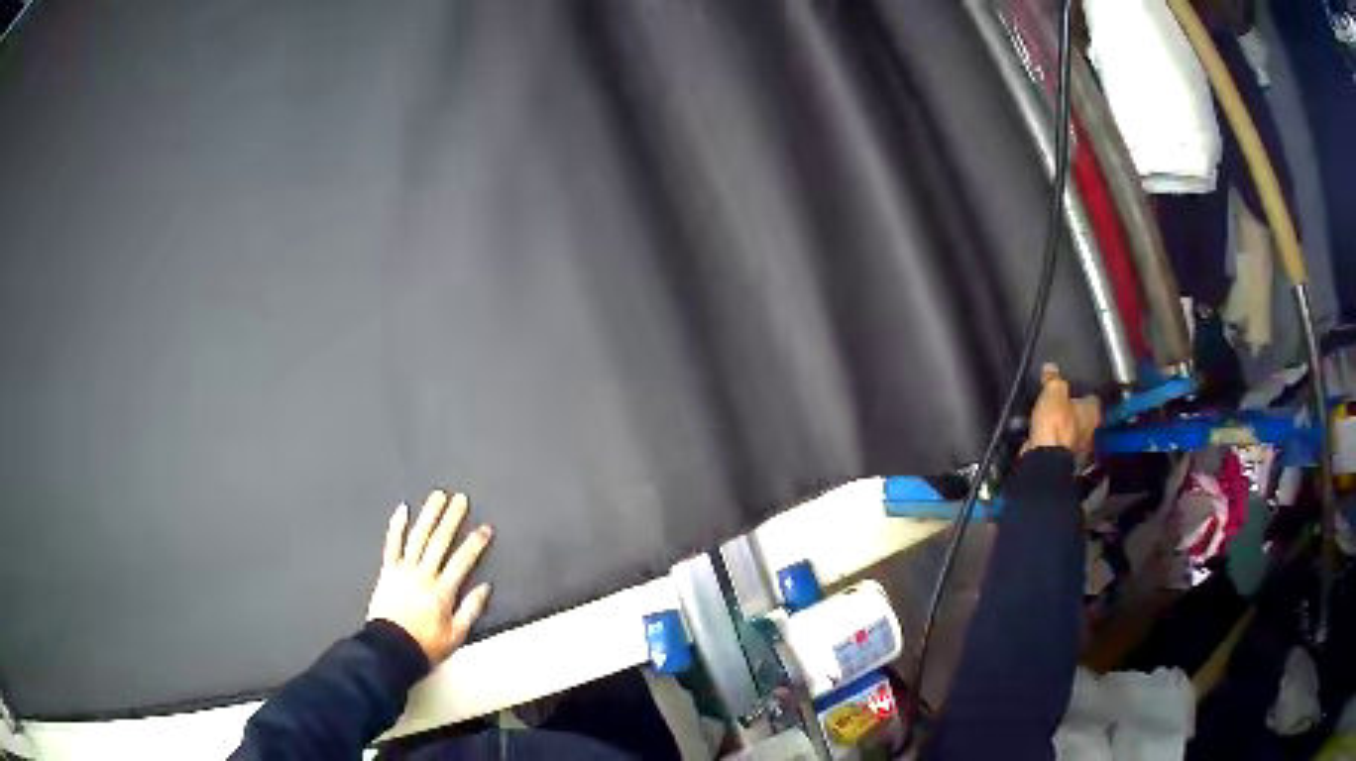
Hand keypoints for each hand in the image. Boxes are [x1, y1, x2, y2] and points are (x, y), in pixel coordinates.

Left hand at [367, 490, 493, 664]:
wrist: (390, 649)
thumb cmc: (425, 644)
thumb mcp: (456, 635)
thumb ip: (471, 609)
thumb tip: (485, 587)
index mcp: (442, 592)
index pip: (462, 561)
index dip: (475, 543)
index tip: (485, 528)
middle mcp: (423, 575)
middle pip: (439, 542)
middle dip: (452, 519)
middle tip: (460, 499)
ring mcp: (403, 570)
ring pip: (418, 537)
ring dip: (428, 515)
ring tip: (437, 496)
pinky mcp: (387, 571)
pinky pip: (392, 544)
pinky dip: (396, 526)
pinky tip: (402, 509)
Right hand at [1025, 363, 1100, 457]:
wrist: (1043, 456)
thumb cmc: (1056, 423)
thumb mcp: (1053, 391)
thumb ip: (1053, 379)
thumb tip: (1050, 368)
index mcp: (1094, 412)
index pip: (1093, 398)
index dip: (1083, 391)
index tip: (1073, 388)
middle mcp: (1091, 431)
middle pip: (1083, 415)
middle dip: (1073, 410)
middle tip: (1060, 401)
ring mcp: (1078, 447)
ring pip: (1072, 430)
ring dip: (1063, 425)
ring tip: (1049, 416)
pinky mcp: (1063, 457)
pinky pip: (1059, 442)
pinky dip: (1054, 438)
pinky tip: (1044, 431)